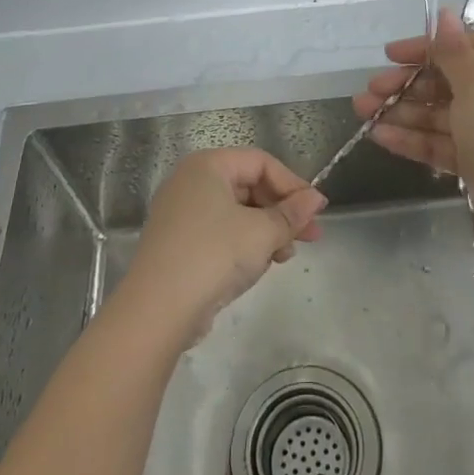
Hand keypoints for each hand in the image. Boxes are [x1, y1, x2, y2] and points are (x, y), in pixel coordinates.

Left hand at [118, 148, 325, 342]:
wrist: (157, 311)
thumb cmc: (213, 255)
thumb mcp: (261, 232)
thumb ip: (292, 213)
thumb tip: (316, 198)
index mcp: (207, 166)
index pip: (261, 162)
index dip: (292, 184)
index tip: (316, 211)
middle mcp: (190, 182)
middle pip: (249, 186)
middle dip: (282, 211)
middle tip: (311, 236)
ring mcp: (181, 214)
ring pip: (237, 213)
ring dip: (267, 231)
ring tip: (285, 256)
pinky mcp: (178, 244)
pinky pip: (221, 233)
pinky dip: (244, 244)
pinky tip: (261, 265)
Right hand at [353, 11, 473, 246]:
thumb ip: (453, 51)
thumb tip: (445, 13)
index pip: (465, 46)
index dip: (425, 48)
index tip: (389, 54)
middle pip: (448, 81)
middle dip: (407, 86)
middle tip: (370, 90)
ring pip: (441, 113)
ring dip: (403, 112)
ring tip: (363, 112)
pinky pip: (443, 142)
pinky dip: (414, 139)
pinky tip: (380, 137)